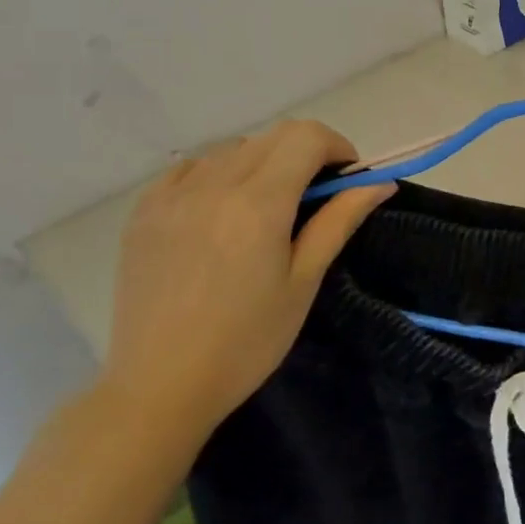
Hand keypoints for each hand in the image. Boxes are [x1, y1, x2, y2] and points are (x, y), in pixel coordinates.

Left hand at [100, 121, 394, 448]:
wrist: (159, 387)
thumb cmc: (247, 342)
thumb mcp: (304, 282)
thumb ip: (339, 221)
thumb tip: (380, 183)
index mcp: (258, 204)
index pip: (306, 137)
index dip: (336, 147)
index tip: (346, 179)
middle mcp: (213, 185)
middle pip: (272, 136)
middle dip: (305, 153)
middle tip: (315, 197)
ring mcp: (171, 195)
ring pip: (233, 148)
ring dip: (263, 162)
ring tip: (266, 208)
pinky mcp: (144, 211)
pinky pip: (191, 167)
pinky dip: (218, 174)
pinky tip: (221, 211)